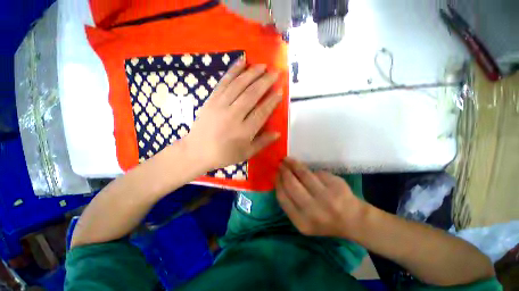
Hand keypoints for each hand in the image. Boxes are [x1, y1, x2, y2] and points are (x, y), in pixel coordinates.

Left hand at [184, 57, 282, 170]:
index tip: (280, 91)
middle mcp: (233, 116)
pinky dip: (233, 70)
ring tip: (262, 65)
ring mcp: (220, 106)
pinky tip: (241, 61)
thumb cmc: (224, 155)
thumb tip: (278, 133)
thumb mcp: (246, 154)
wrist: (197, 151)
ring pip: (238, 85)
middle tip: (275, 72)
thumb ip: (262, 143)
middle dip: (265, 82)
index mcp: (244, 131)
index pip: (262, 112)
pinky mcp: (211, 100)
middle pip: (252, 95)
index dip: (272, 101)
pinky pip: (224, 82)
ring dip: (252, 73)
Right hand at [276, 158, 365, 238]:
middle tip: (281, 164)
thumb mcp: (303, 220)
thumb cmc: (323, 221)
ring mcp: (326, 197)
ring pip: (304, 174)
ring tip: (288, 160)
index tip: (275, 174)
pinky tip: (306, 169)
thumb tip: (279, 179)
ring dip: (294, 164)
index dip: (277, 182)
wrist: (352, 220)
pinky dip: (310, 170)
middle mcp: (313, 210)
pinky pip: (317, 172)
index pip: (282, 197)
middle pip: (291, 184)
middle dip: (284, 171)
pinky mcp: (336, 186)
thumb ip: (290, 203)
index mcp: (301, 222)